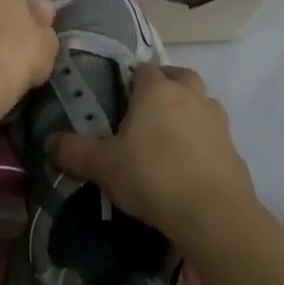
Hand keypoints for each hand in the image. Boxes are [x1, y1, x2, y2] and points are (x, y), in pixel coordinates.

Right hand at [50, 65, 255, 244]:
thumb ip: (73, 151)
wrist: (214, 215)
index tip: (119, 100)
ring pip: (201, 102)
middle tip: (146, 112)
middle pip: (179, 76)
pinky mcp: (234, 149)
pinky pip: (214, 135)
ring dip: (188, 111)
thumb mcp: (102, 166)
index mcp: (157, 90)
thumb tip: (49, 143)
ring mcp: (217, 121)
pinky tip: (189, 165)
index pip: (143, 69)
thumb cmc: (153, 177)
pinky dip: (203, 142)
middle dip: (165, 87)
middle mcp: (190, 95)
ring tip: (169, 137)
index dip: (131, 81)